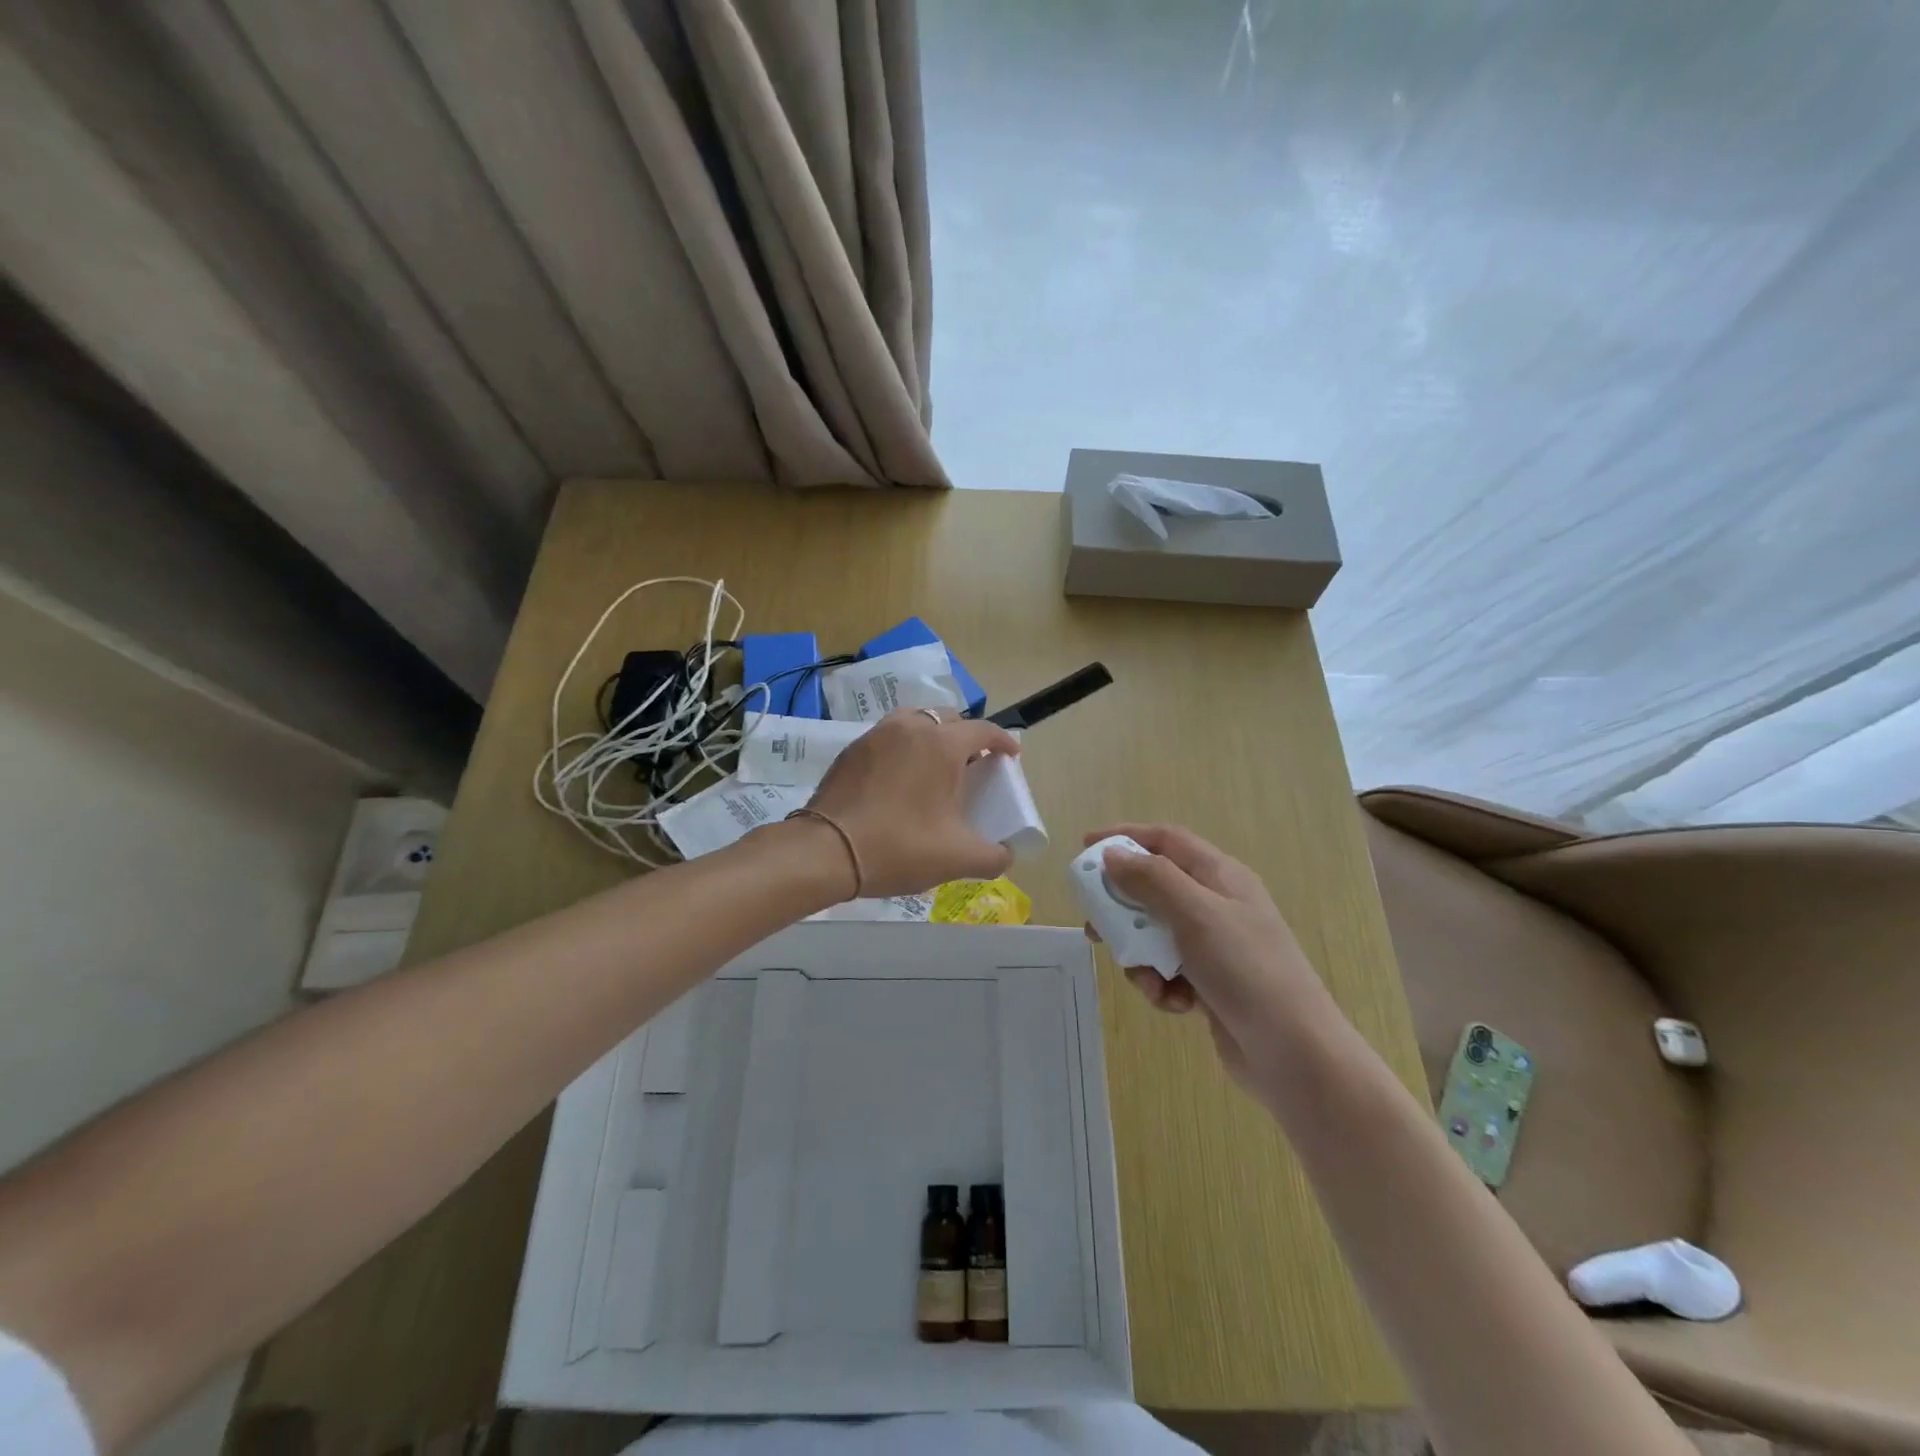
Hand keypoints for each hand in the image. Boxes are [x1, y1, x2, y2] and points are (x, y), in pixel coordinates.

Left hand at [804, 709, 1018, 897]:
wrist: (827, 850)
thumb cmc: (900, 847)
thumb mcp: (957, 858)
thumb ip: (993, 856)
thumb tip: (1005, 854)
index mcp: (942, 744)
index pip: (984, 730)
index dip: (1003, 742)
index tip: (1011, 756)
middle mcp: (911, 727)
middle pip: (949, 720)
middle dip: (967, 737)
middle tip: (973, 765)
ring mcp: (877, 734)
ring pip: (916, 721)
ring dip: (932, 737)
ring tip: (935, 766)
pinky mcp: (852, 749)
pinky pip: (889, 737)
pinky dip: (904, 748)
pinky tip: (900, 779)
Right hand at [1085, 824, 1338, 1086]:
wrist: (1293, 1052)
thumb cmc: (1245, 969)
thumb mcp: (1195, 914)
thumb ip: (1150, 879)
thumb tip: (1112, 855)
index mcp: (1220, 876)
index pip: (1165, 840)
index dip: (1125, 837)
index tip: (1085, 847)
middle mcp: (1217, 904)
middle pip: (1154, 889)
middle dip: (1123, 908)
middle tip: (1095, 925)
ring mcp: (1215, 946)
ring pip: (1156, 935)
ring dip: (1141, 956)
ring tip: (1147, 979)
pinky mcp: (1210, 983)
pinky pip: (1169, 971)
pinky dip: (1162, 985)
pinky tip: (1175, 1004)